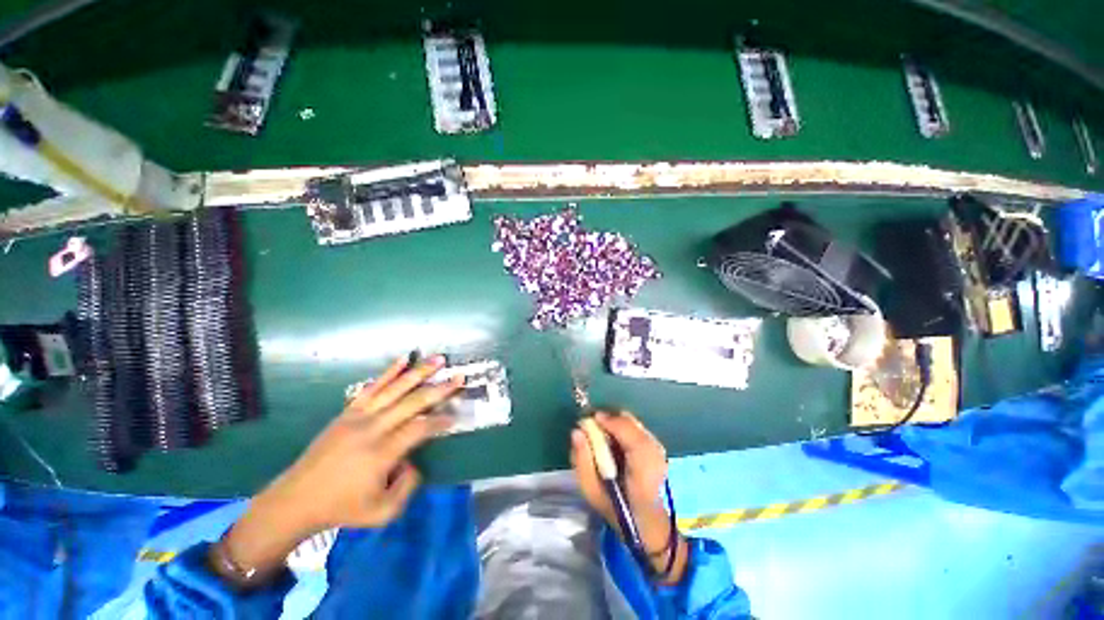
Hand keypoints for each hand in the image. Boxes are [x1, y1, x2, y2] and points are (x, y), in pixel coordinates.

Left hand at [214, 355, 461, 584]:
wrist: (295, 500)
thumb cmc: (341, 509)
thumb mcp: (382, 513)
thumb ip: (408, 486)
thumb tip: (414, 460)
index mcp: (381, 454)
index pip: (420, 428)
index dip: (440, 421)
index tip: (454, 417)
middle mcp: (372, 429)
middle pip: (412, 402)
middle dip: (439, 389)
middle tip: (459, 377)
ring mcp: (358, 417)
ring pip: (395, 388)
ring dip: (419, 372)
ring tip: (439, 359)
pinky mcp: (348, 412)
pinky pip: (372, 387)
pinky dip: (389, 372)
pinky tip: (404, 359)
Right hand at [570, 412, 687, 582]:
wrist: (646, 524)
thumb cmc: (616, 510)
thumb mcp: (591, 491)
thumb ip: (582, 461)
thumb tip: (576, 431)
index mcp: (640, 467)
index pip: (625, 430)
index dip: (605, 421)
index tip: (587, 422)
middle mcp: (654, 452)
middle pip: (628, 420)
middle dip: (608, 421)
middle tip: (593, 432)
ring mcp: (659, 449)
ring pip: (631, 422)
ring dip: (615, 426)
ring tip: (604, 440)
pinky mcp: (659, 448)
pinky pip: (636, 429)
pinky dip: (623, 431)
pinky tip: (617, 445)